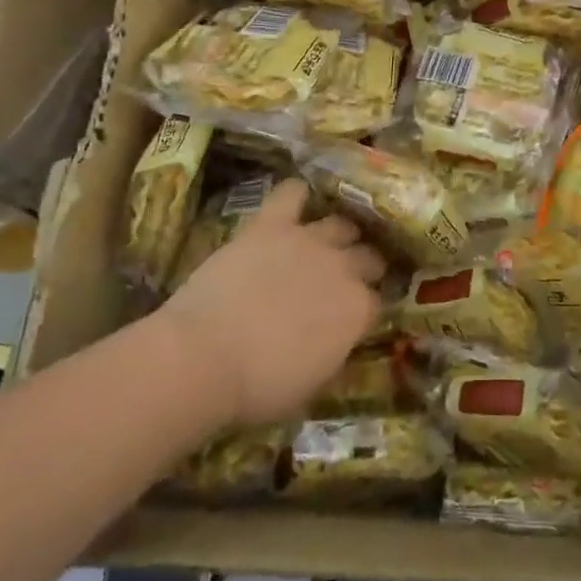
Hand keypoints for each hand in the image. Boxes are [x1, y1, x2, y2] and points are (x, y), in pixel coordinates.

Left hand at [159, 179, 385, 426]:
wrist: (204, 358)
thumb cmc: (258, 388)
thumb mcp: (312, 384)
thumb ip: (335, 351)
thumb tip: (339, 339)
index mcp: (357, 311)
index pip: (376, 301)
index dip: (364, 308)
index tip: (353, 315)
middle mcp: (343, 268)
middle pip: (368, 256)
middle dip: (363, 265)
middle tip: (344, 278)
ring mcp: (308, 240)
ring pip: (341, 223)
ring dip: (339, 233)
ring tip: (326, 241)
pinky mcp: (271, 224)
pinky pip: (292, 193)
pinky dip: (297, 194)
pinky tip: (297, 200)